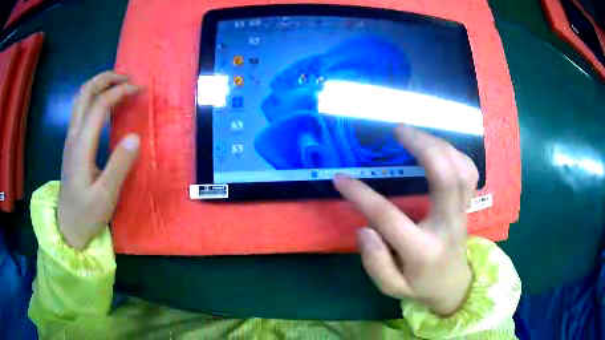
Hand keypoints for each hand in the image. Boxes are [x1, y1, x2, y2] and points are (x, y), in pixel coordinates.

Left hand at [57, 72, 140, 249]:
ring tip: (119, 86)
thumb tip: (135, 136)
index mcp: (81, 146)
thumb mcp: (105, 196)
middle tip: (128, 78)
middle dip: (107, 78)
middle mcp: (73, 135)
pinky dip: (95, 97)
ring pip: (81, 98)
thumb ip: (119, 165)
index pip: (99, 105)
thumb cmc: (86, 215)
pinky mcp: (72, 144)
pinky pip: (81, 109)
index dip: (120, 92)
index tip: (139, 90)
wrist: (67, 228)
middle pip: (85, 92)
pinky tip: (106, 105)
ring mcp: (70, 139)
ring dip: (99, 85)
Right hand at [334, 125, 477, 315]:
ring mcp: (462, 213)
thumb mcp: (391, 286)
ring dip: (439, 145)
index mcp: (422, 251)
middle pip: (445, 179)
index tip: (340, 178)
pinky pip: (469, 172)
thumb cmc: (418, 285)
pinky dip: (455, 153)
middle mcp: (447, 226)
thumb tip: (363, 228)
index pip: (389, 219)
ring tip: (415, 134)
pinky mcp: (467, 205)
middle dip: (423, 147)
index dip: (361, 196)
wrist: (451, 284)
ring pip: (461, 170)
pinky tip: (437, 147)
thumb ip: (375, 262)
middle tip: (398, 130)